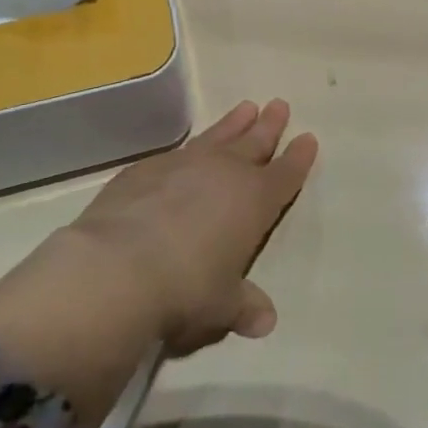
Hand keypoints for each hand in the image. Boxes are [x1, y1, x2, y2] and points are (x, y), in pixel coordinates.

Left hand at [71, 98, 317, 352]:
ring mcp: (184, 165)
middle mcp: (224, 173)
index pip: (285, 174)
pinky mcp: (146, 169)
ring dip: (233, 123)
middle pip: (255, 142)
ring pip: (218, 137)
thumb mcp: (221, 306)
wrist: (118, 267)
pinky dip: (190, 148)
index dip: (298, 158)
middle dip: (269, 126)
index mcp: (255, 201)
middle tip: (279, 105)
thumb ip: (243, 307)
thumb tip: (264, 321)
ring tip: (246, 107)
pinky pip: (177, 152)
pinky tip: (188, 149)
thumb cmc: (185, 289)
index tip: (308, 139)